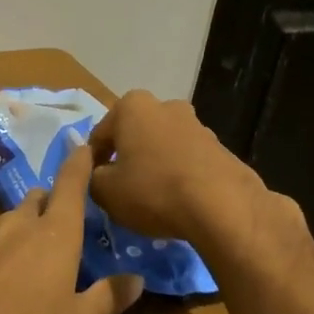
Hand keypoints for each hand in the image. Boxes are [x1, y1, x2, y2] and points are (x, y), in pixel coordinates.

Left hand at [0, 144, 143, 313]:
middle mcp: (16, 224)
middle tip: (55, 231)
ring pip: (5, 224)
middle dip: (48, 207)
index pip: (71, 186)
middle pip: (36, 201)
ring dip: (16, 236)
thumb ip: (107, 299)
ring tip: (17, 269)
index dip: (79, 164)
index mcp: (55, 235)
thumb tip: (136, 279)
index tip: (81, 147)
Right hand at [87, 90, 283, 251]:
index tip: (95, 186)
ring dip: (154, 165)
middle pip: (134, 135)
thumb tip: (99, 175)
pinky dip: (179, 175)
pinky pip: (187, 161)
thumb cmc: (153, 190)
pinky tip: (178, 201)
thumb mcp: (105, 191)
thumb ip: (91, 178)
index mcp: (131, 107)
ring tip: (152, 199)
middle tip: (122, 190)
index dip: (92, 163)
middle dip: (127, 158)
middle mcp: (165, 106)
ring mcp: (196, 124)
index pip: (99, 135)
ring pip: (162, 146)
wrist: (222, 206)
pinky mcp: (220, 147)